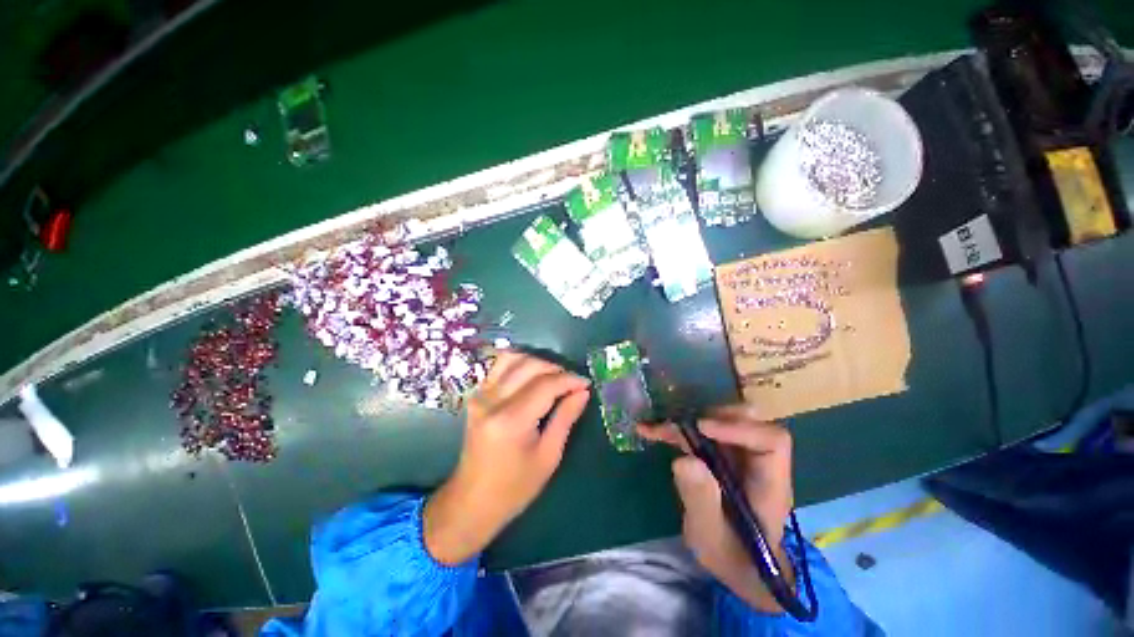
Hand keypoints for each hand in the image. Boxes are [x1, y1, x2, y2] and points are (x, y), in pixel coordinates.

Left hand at [424, 351, 590, 564]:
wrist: (472, 501)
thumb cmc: (514, 487)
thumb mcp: (548, 456)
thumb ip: (565, 418)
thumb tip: (583, 391)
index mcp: (511, 420)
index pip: (546, 385)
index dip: (569, 380)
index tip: (586, 383)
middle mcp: (492, 401)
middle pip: (529, 366)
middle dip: (556, 369)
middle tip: (572, 382)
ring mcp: (480, 396)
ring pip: (512, 358)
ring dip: (537, 362)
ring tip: (553, 376)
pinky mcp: (476, 396)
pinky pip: (498, 366)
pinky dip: (518, 362)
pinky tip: (532, 374)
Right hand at [638, 405, 795, 612]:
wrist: (737, 565)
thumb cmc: (731, 556)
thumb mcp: (711, 536)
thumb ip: (701, 500)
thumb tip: (684, 460)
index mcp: (769, 483)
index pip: (771, 441)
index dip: (738, 428)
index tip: (701, 427)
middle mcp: (757, 462)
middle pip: (749, 421)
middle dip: (712, 415)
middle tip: (681, 424)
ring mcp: (739, 456)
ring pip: (721, 420)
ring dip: (688, 421)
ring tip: (657, 428)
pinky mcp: (720, 455)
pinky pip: (700, 433)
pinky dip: (676, 430)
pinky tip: (650, 431)